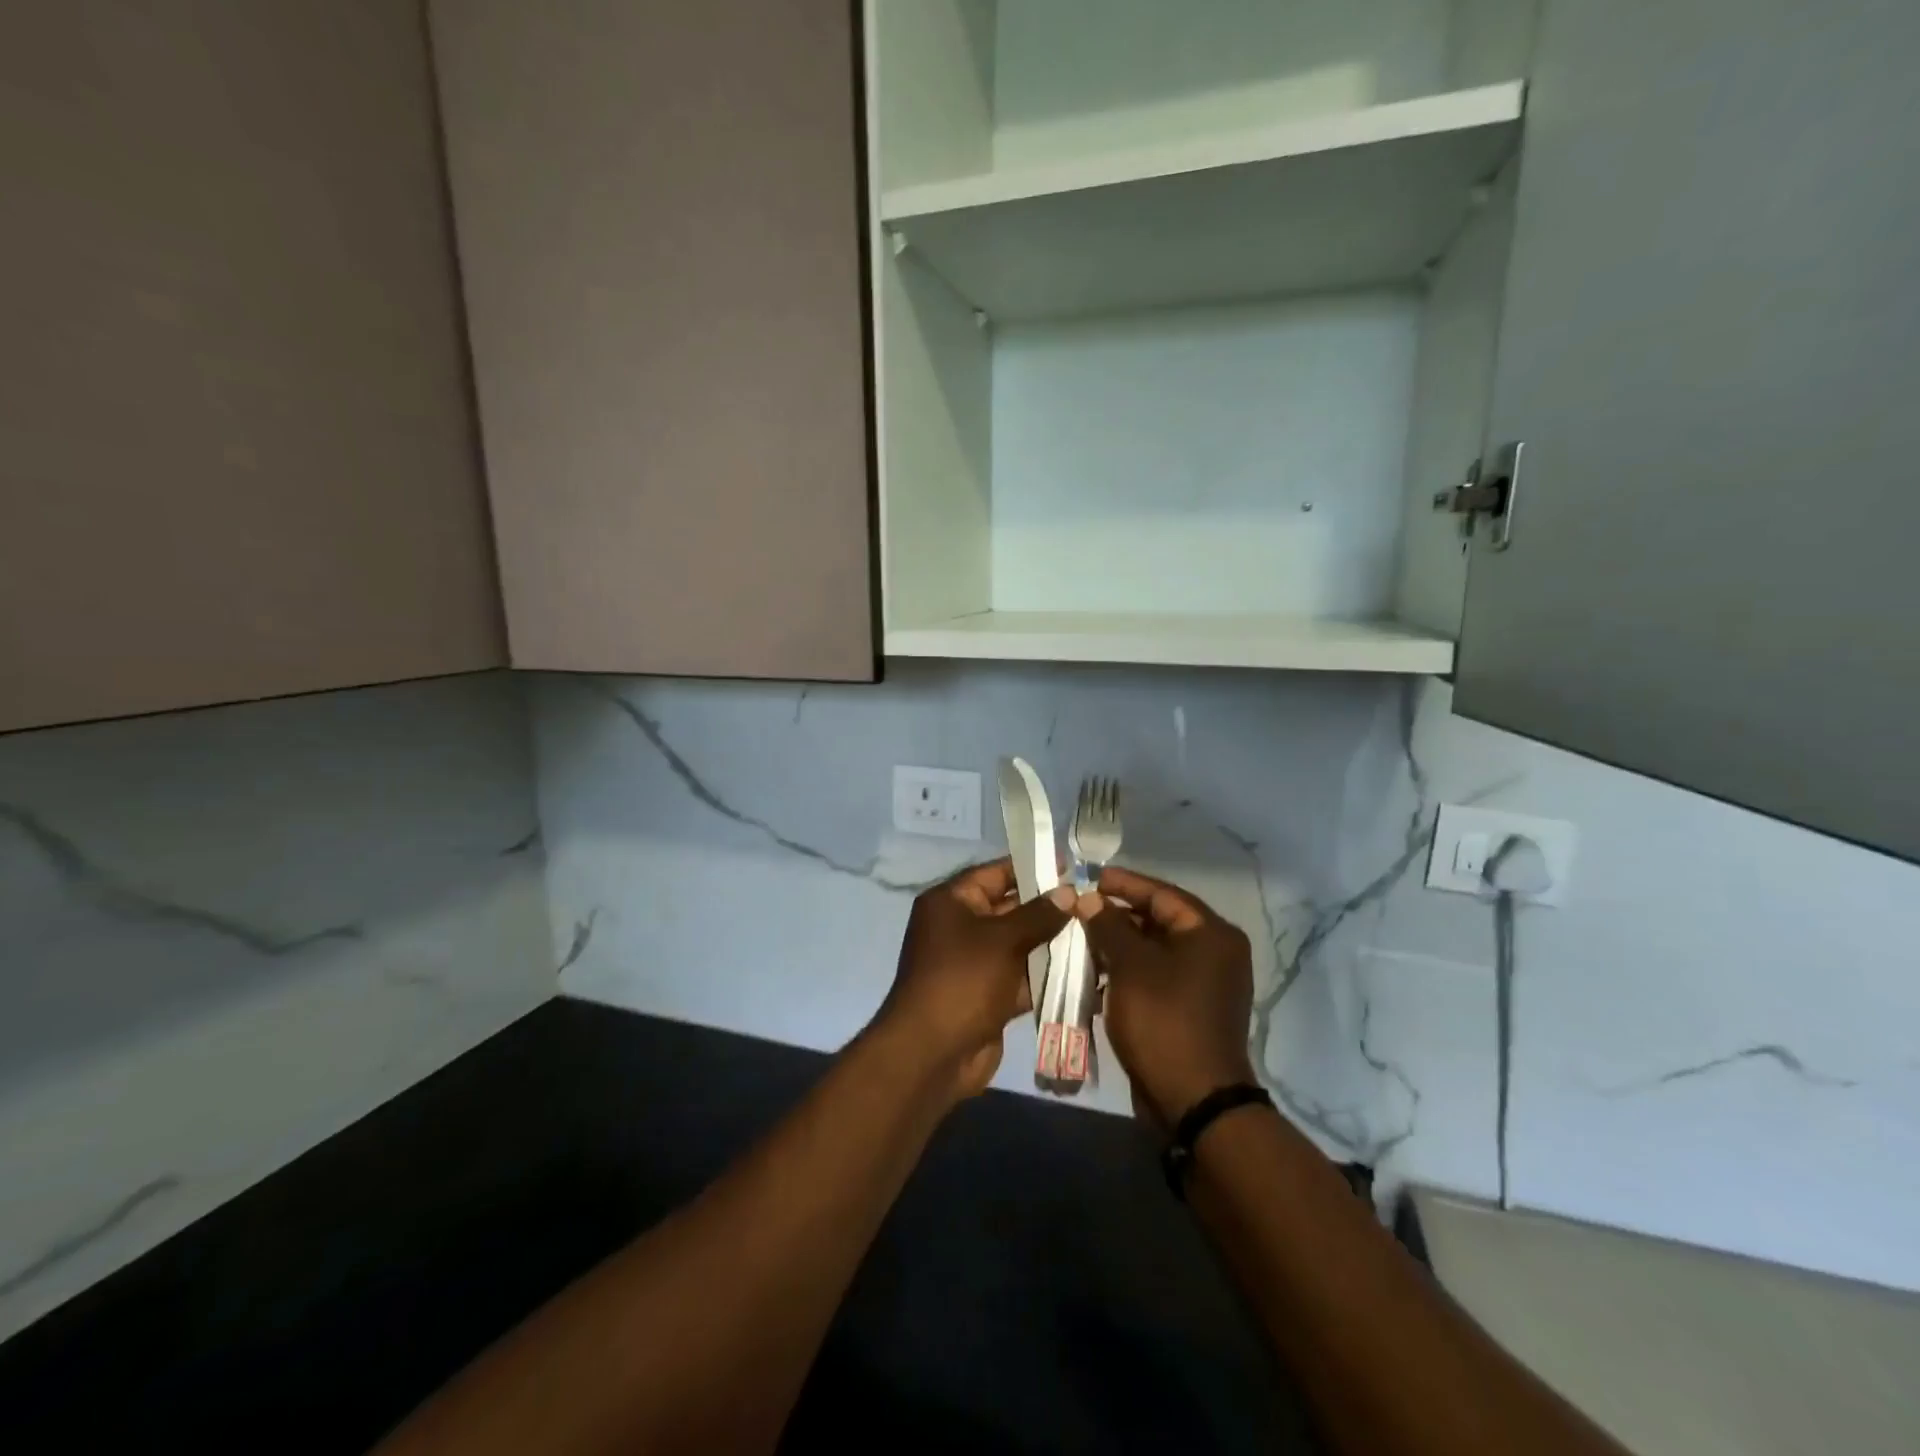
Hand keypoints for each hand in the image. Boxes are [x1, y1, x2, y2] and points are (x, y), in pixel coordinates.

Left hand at [874, 859, 1075, 1102]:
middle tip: (1090, 902)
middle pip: (1010, 908)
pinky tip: (1085, 968)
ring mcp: (975, 963)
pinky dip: (1047, 973)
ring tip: (1095, 931)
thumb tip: (1069, 892)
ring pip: (1020, 943)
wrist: (933, 1053)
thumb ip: (1038, 914)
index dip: (1030, 867)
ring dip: (1052, 941)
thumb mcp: (1002, 940)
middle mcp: (960, 927)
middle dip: (1048, 907)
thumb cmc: (963, 980)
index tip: (1069, 866)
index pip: (994, 874)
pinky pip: (1022, 975)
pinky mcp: (989, 994)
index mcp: (951, 902)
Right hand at [1077, 865, 1257, 1129]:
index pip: (1162, 893)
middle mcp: (1216, 953)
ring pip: (1154, 951)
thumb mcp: (1130, 965)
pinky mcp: (1191, 1009)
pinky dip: (1127, 973)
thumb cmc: (1163, 1020)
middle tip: (1078, 910)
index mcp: (1211, 933)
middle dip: (1116, 916)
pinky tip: (1094, 975)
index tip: (1087, 877)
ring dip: (1118, 946)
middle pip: (1158, 921)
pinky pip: (1156, 977)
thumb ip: (1109, 925)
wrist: (1194, 1101)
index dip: (1123, 883)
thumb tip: (1091, 900)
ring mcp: (1205, 984)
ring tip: (1079, 941)